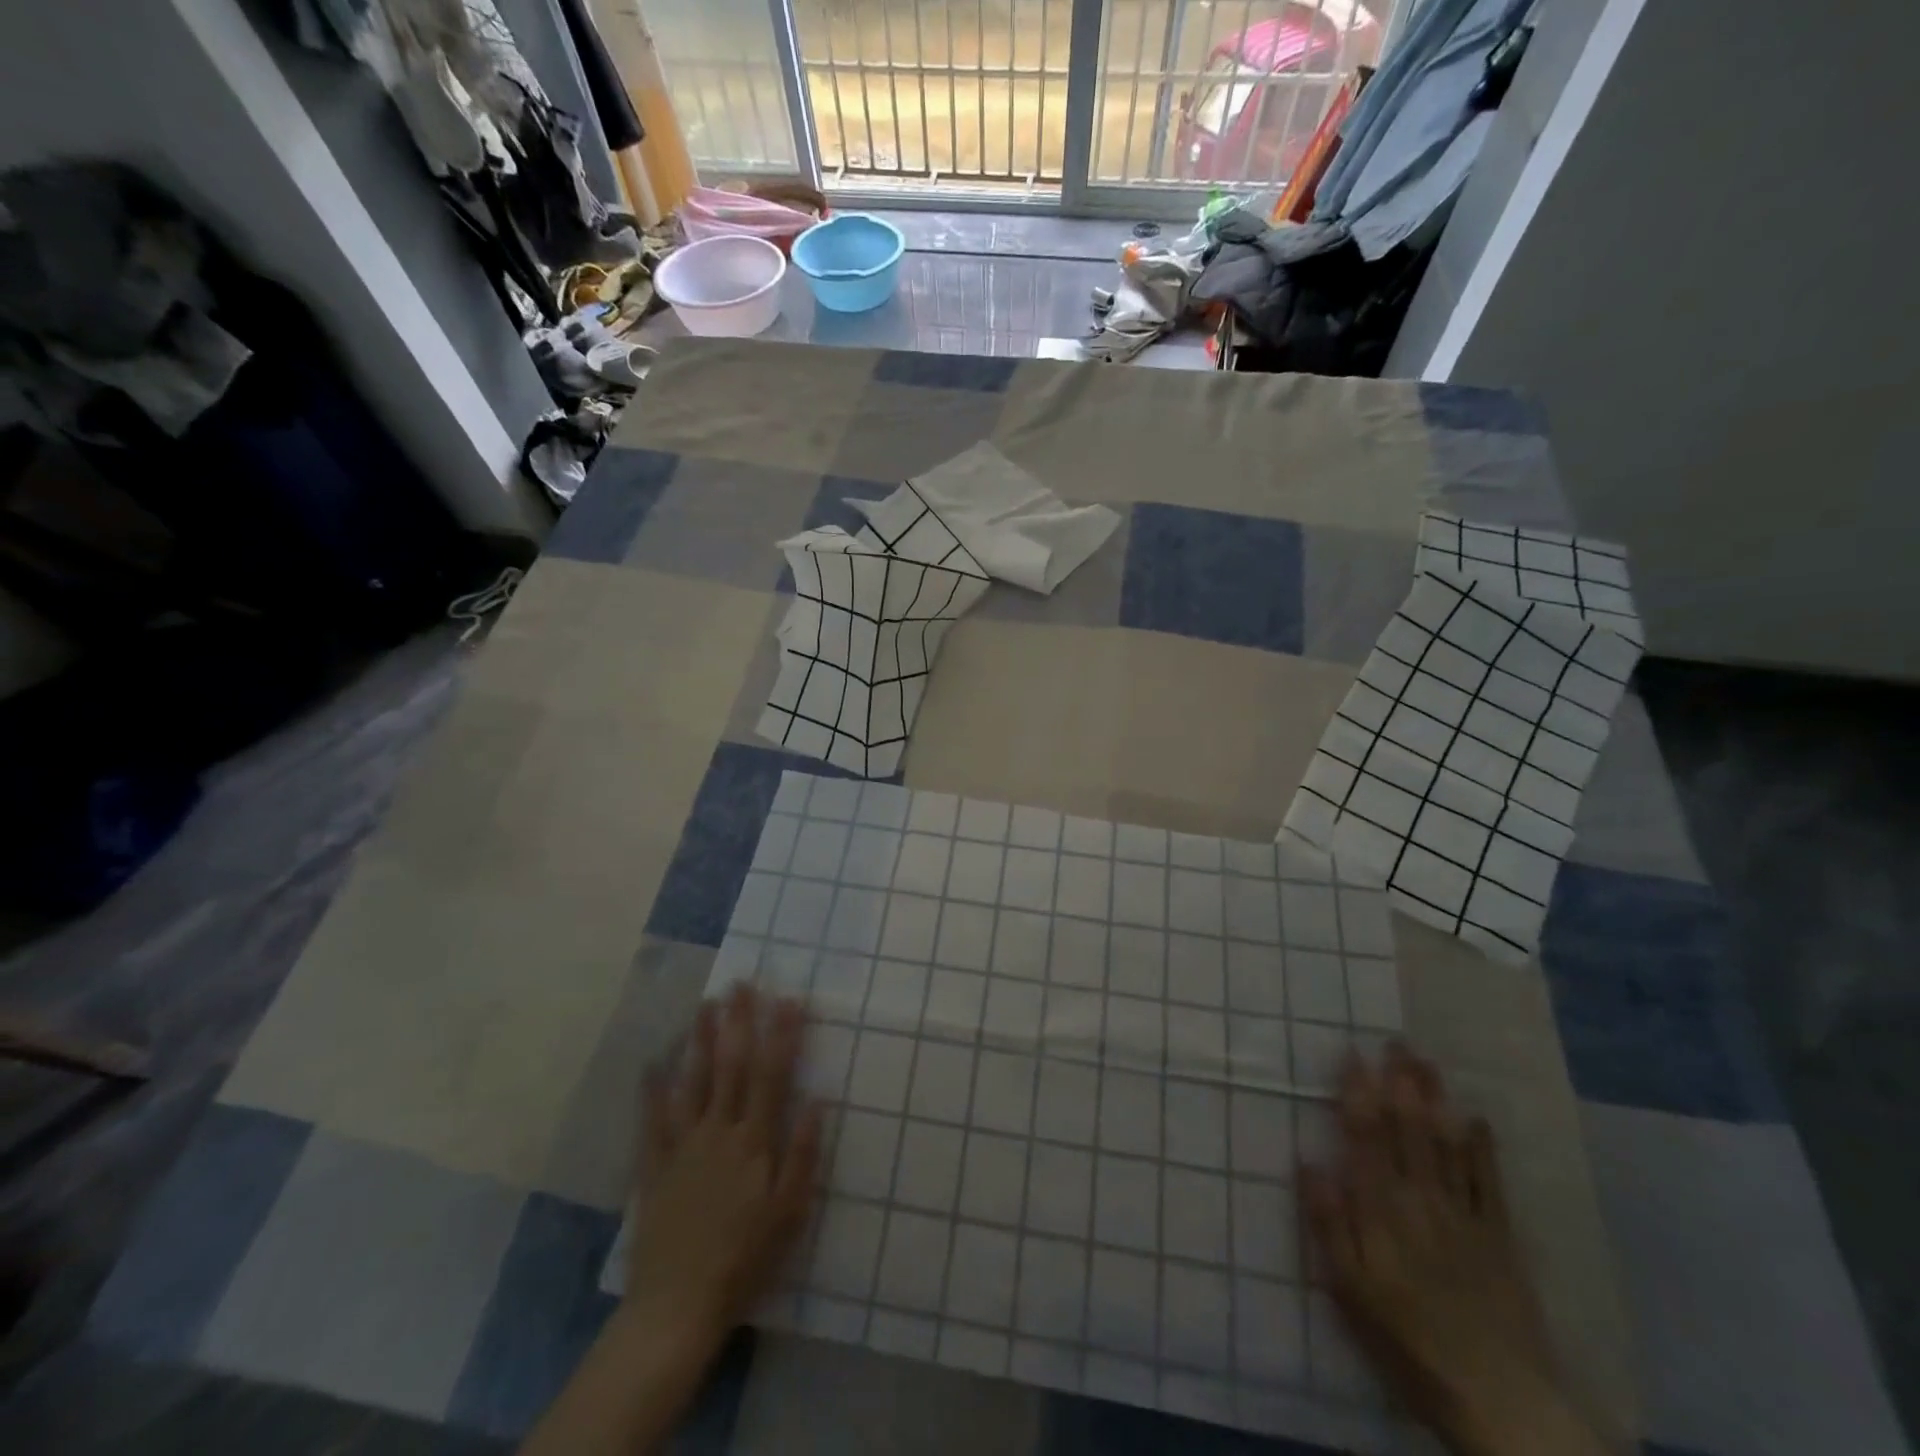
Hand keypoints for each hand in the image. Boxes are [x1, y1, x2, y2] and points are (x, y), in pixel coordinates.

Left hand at [622, 985, 822, 1359]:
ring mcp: (683, 1146)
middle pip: (731, 1067)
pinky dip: (652, 1090)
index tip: (790, 999)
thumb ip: (802, 1154)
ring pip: (693, 1082)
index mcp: (754, 1142)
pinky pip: (652, 1121)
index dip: (782, 1035)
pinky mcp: (655, 1166)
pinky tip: (652, 1063)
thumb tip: (817, 1100)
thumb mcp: (789, 1213)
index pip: (773, 1075)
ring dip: (700, 1041)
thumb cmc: (744, 1259)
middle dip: (738, 1022)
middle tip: (741, 983)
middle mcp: (719, 1132)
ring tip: (705, 1005)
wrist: (677, 1306)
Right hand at [1300, 1045, 1613, 1455]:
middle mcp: (1421, 1200)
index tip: (1352, 1054)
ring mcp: (1464, 1216)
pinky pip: (1490, 1183)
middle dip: (1399, 1083)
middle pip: (1407, 1130)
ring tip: (1426, 1063)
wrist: (1500, 1401)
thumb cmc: (1408, 1342)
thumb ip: (1330, 1224)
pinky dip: (1482, 1148)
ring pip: (1445, 1144)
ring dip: (1435, 1101)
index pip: (1364, 1137)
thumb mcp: (1349, 1291)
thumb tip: (1308, 1162)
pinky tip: (1476, 1118)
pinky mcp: (1500, 1238)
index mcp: (1381, 1210)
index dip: (1357, 1093)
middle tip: (1395, 1041)